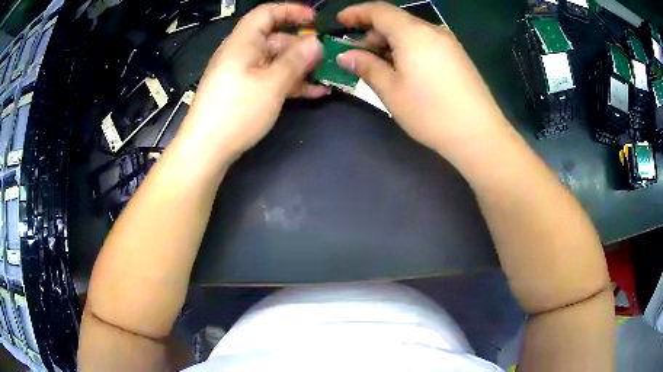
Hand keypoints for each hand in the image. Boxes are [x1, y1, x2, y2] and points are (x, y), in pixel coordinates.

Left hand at [179, 3, 327, 162]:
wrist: (206, 150)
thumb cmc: (236, 111)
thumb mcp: (271, 83)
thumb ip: (296, 60)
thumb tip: (316, 42)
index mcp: (243, 42)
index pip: (267, 13)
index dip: (292, 11)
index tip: (316, 20)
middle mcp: (242, 53)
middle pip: (275, 38)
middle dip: (303, 45)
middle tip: (327, 57)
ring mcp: (242, 74)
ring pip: (276, 61)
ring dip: (301, 67)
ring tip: (327, 76)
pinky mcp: (244, 92)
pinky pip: (270, 79)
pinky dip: (290, 83)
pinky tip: (315, 92)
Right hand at [336, 2, 510, 161]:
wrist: (480, 135)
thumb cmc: (430, 112)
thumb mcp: (391, 91)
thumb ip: (367, 67)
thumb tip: (346, 56)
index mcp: (412, 33)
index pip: (378, 10)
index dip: (356, 12)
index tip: (340, 22)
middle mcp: (432, 30)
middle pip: (395, 21)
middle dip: (372, 33)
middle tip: (358, 56)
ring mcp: (448, 43)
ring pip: (411, 33)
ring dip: (390, 43)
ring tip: (380, 67)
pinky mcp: (457, 56)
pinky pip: (425, 43)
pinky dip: (408, 49)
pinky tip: (404, 70)